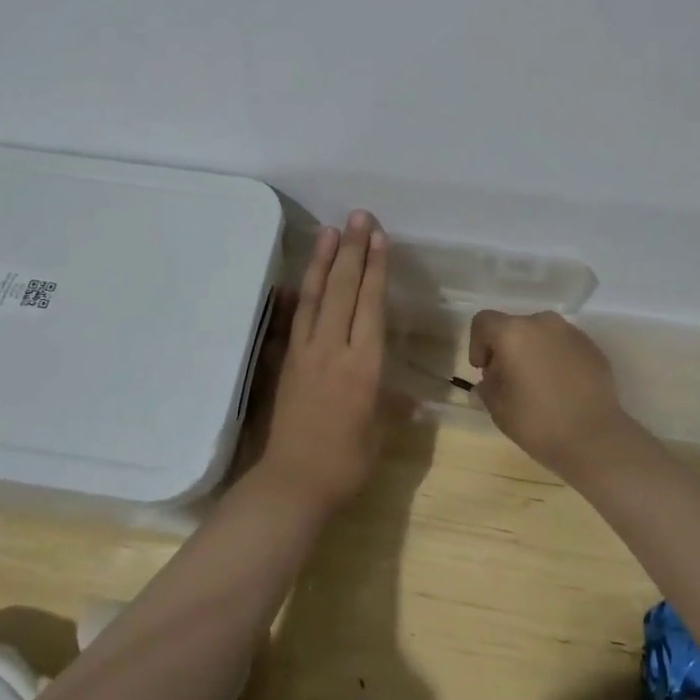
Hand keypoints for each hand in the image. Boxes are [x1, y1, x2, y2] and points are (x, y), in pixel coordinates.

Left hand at [256, 211, 393, 512]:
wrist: (293, 483)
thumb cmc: (346, 462)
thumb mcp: (379, 434)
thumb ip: (393, 408)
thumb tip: (412, 401)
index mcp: (364, 365)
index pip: (371, 304)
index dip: (376, 268)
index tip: (379, 236)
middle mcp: (334, 349)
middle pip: (344, 290)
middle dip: (353, 250)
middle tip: (358, 216)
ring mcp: (306, 351)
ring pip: (316, 296)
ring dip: (324, 260)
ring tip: (330, 230)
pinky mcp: (287, 359)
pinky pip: (295, 317)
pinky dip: (300, 291)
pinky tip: (301, 275)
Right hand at [468, 310, 635, 478]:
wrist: (596, 439)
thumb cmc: (539, 423)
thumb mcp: (499, 409)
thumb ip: (487, 387)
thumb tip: (489, 380)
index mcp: (513, 333)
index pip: (484, 322)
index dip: (477, 344)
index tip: (484, 371)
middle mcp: (542, 323)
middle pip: (514, 326)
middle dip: (506, 349)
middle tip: (508, 380)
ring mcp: (571, 332)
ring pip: (541, 334)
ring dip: (532, 351)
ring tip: (537, 384)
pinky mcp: (592, 347)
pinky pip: (564, 345)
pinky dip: (555, 358)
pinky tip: (561, 387)